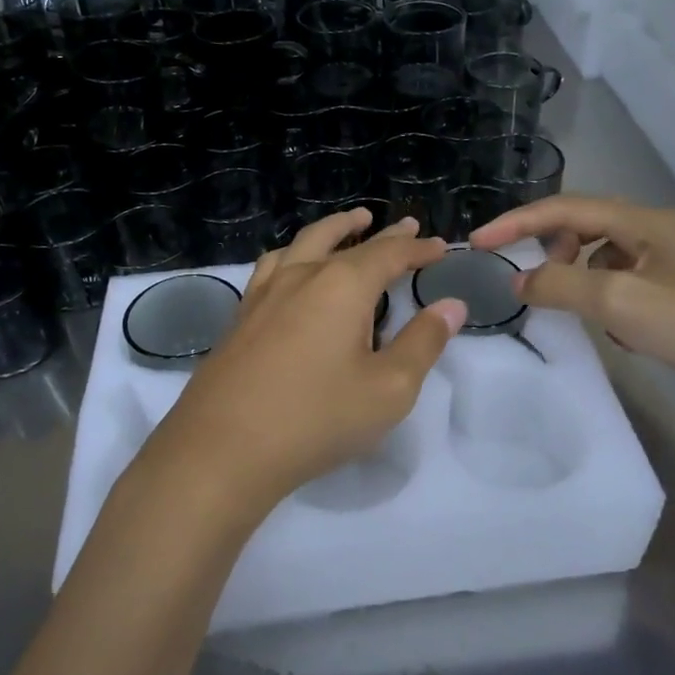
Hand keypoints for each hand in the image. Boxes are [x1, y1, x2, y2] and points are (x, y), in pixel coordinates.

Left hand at [145, 211, 466, 516]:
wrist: (223, 449)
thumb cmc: (316, 418)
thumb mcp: (389, 389)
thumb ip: (423, 343)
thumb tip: (451, 305)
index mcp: (343, 286)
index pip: (389, 254)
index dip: (418, 249)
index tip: (439, 246)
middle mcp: (302, 276)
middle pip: (346, 241)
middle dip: (380, 233)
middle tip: (403, 225)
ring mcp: (264, 293)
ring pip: (303, 244)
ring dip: (332, 230)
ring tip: (348, 225)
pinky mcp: (240, 315)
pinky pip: (273, 266)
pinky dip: (294, 254)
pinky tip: (292, 268)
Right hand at [470, 194, 674, 404]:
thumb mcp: (620, 301)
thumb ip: (561, 285)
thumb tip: (519, 281)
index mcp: (645, 222)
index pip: (565, 208)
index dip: (517, 223)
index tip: (477, 244)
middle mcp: (660, 237)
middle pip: (587, 228)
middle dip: (551, 249)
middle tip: (531, 280)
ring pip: (608, 261)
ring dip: (580, 278)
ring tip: (574, 310)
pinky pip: (629, 290)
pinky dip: (609, 304)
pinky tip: (619, 336)